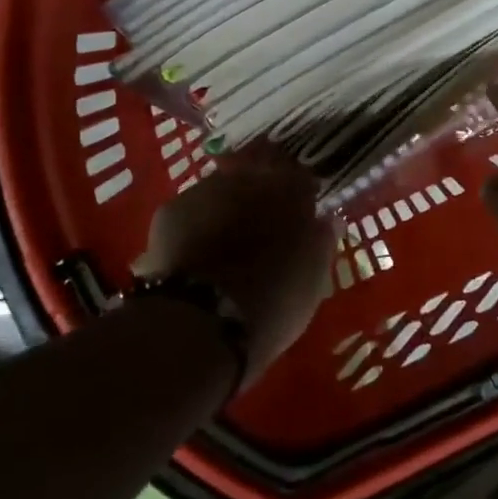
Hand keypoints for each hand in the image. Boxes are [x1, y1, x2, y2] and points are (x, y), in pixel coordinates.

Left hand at [134, 149, 334, 384]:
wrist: (202, 321)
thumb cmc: (273, 302)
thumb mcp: (314, 279)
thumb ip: (322, 241)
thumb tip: (327, 219)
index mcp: (290, 190)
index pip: (301, 178)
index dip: (301, 196)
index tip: (302, 215)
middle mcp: (247, 178)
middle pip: (258, 177)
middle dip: (261, 196)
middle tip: (263, 227)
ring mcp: (205, 190)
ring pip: (222, 191)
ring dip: (227, 208)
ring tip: (227, 242)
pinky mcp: (170, 211)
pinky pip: (192, 212)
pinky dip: (197, 226)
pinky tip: (196, 252)